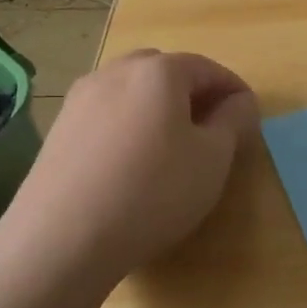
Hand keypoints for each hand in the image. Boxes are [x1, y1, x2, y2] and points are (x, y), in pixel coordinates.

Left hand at [0, 49, 258, 288]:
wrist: (61, 239)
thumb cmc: (153, 191)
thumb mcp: (213, 159)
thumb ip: (234, 121)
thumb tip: (239, 101)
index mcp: (159, 71)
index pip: (207, 68)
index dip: (233, 90)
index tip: (248, 116)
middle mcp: (117, 72)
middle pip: (165, 72)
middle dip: (192, 92)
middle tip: (210, 128)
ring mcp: (81, 98)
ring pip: (131, 91)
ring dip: (157, 108)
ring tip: (171, 146)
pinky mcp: (58, 128)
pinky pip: (105, 115)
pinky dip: (127, 126)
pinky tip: (131, 163)